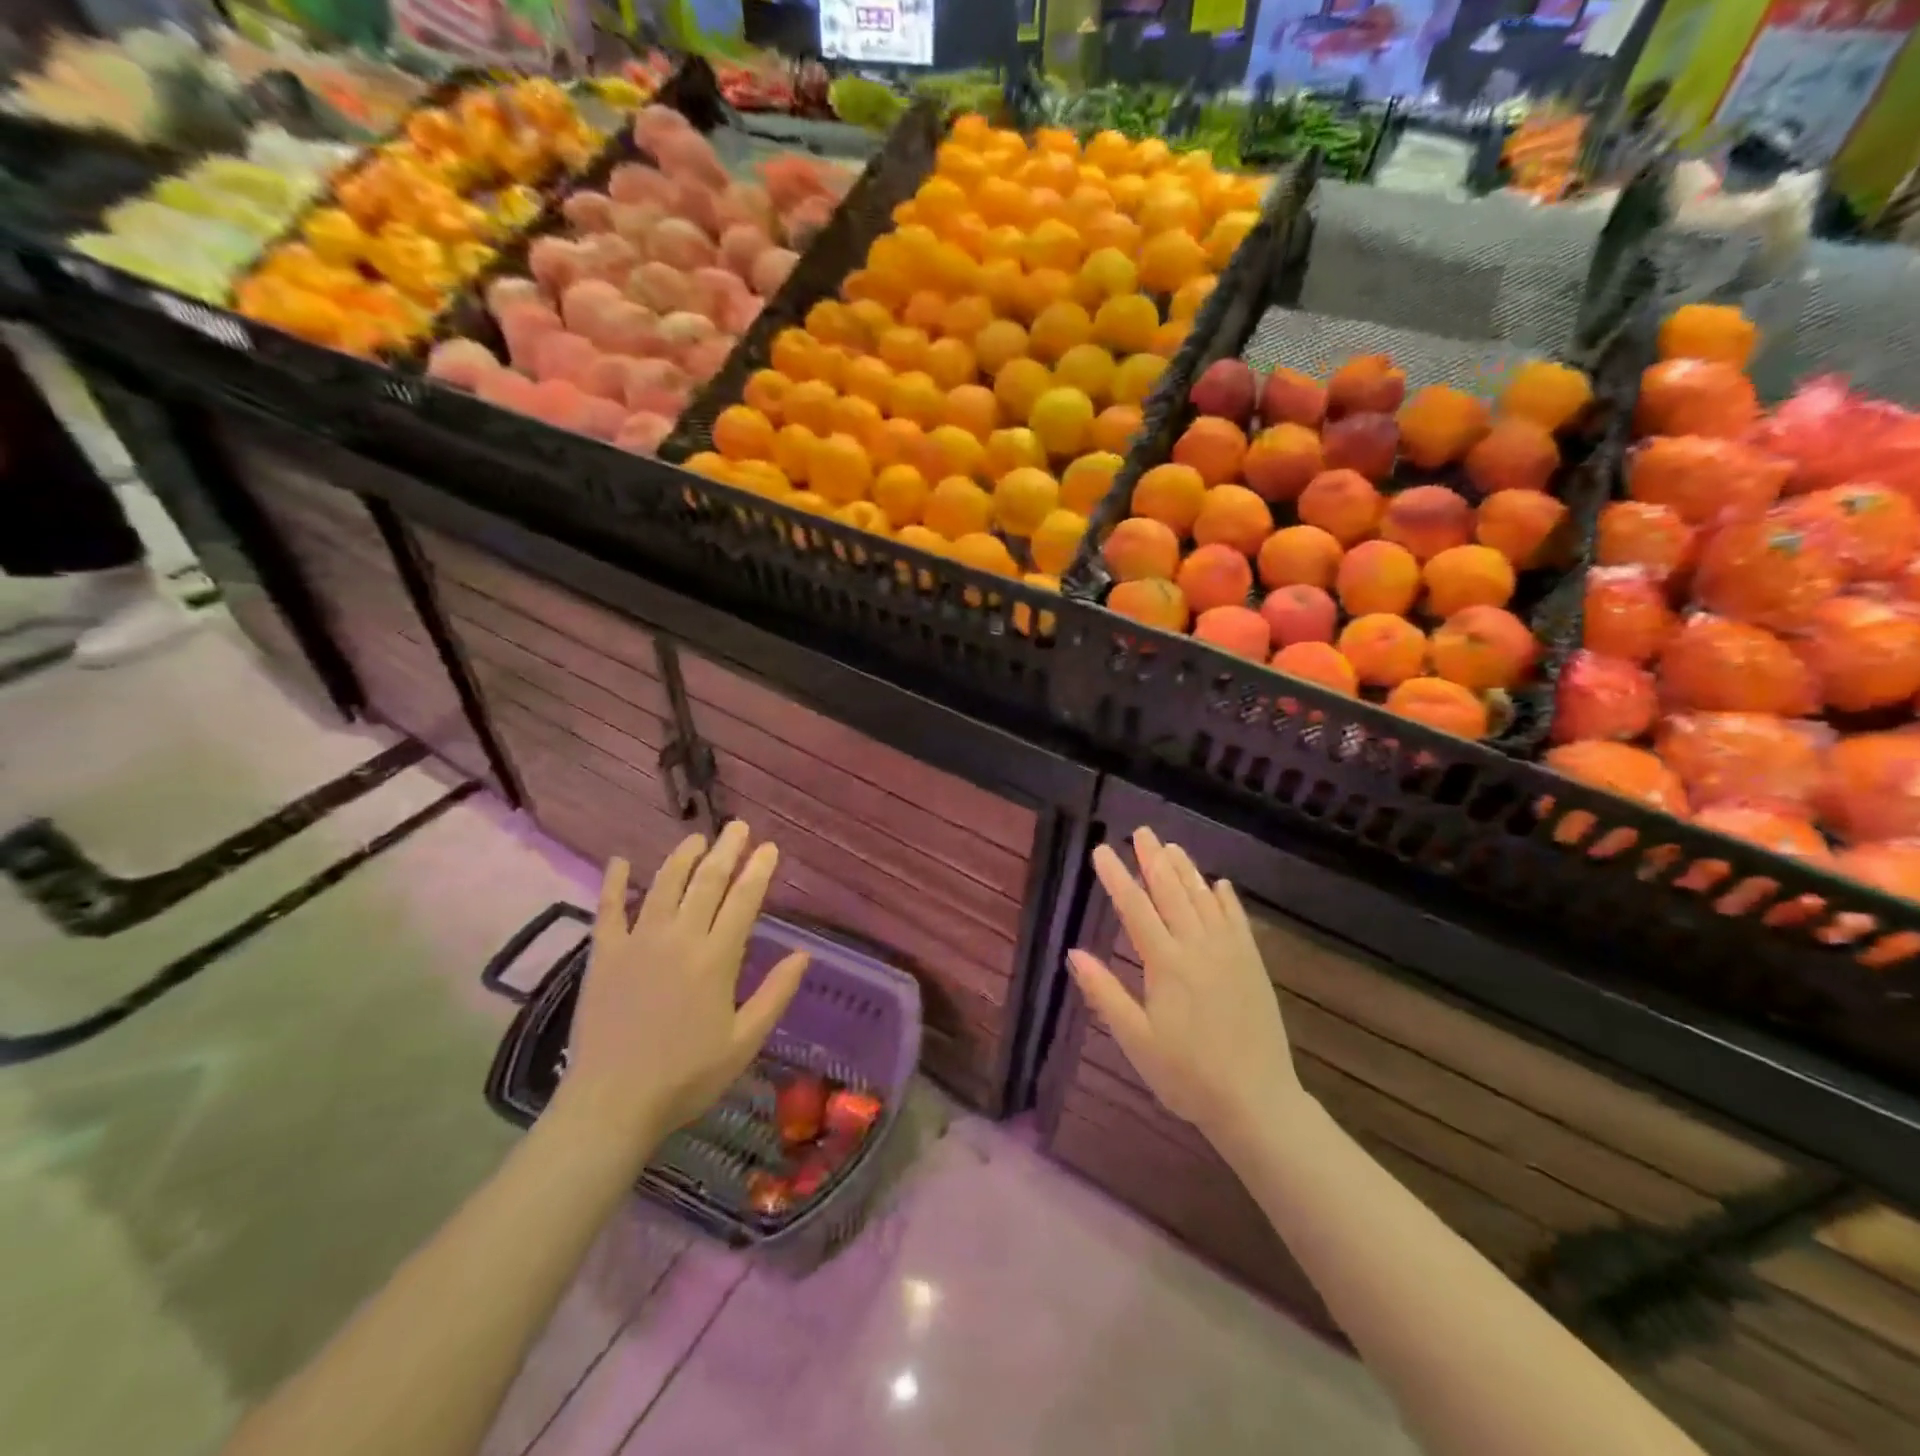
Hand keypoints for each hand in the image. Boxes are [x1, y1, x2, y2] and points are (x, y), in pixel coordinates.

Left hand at [557, 822, 809, 1153]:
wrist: (612, 1103)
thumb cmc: (686, 1076)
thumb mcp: (744, 1041)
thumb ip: (776, 993)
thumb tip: (804, 954)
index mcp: (717, 959)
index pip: (744, 900)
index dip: (758, 870)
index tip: (768, 848)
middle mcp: (680, 938)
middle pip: (707, 882)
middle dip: (726, 850)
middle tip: (737, 826)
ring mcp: (639, 942)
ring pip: (664, 884)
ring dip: (682, 857)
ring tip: (696, 838)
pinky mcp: (605, 955)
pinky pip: (609, 909)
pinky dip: (615, 882)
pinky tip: (620, 860)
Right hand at [1068, 827, 1301, 1150]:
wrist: (1256, 1102)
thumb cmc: (1186, 1076)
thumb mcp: (1136, 1040)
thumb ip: (1104, 993)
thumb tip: (1073, 953)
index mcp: (1166, 964)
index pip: (1135, 908)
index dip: (1116, 877)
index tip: (1101, 850)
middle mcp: (1198, 948)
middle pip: (1171, 893)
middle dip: (1153, 860)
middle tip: (1141, 831)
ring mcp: (1230, 954)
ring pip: (1204, 900)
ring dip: (1186, 871)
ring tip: (1171, 847)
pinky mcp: (1252, 965)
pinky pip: (1238, 921)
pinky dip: (1226, 899)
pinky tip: (1219, 884)